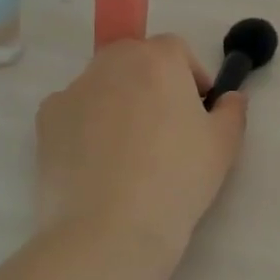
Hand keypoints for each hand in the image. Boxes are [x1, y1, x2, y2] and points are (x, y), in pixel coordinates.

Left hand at [36, 35, 247, 256]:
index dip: (191, 76)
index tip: (198, 110)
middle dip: (152, 82)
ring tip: (128, 149)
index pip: (176, 49)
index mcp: (158, 59)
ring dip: (118, 100)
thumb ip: (233, 110)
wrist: (109, 230)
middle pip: (135, 59)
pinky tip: (97, 162)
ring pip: (103, 83)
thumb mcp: (224, 145)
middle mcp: (112, 63)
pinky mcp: (46, 119)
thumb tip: (230, 98)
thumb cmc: (177, 179)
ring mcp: (73, 89)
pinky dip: (86, 125)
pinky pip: (74, 110)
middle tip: (164, 126)